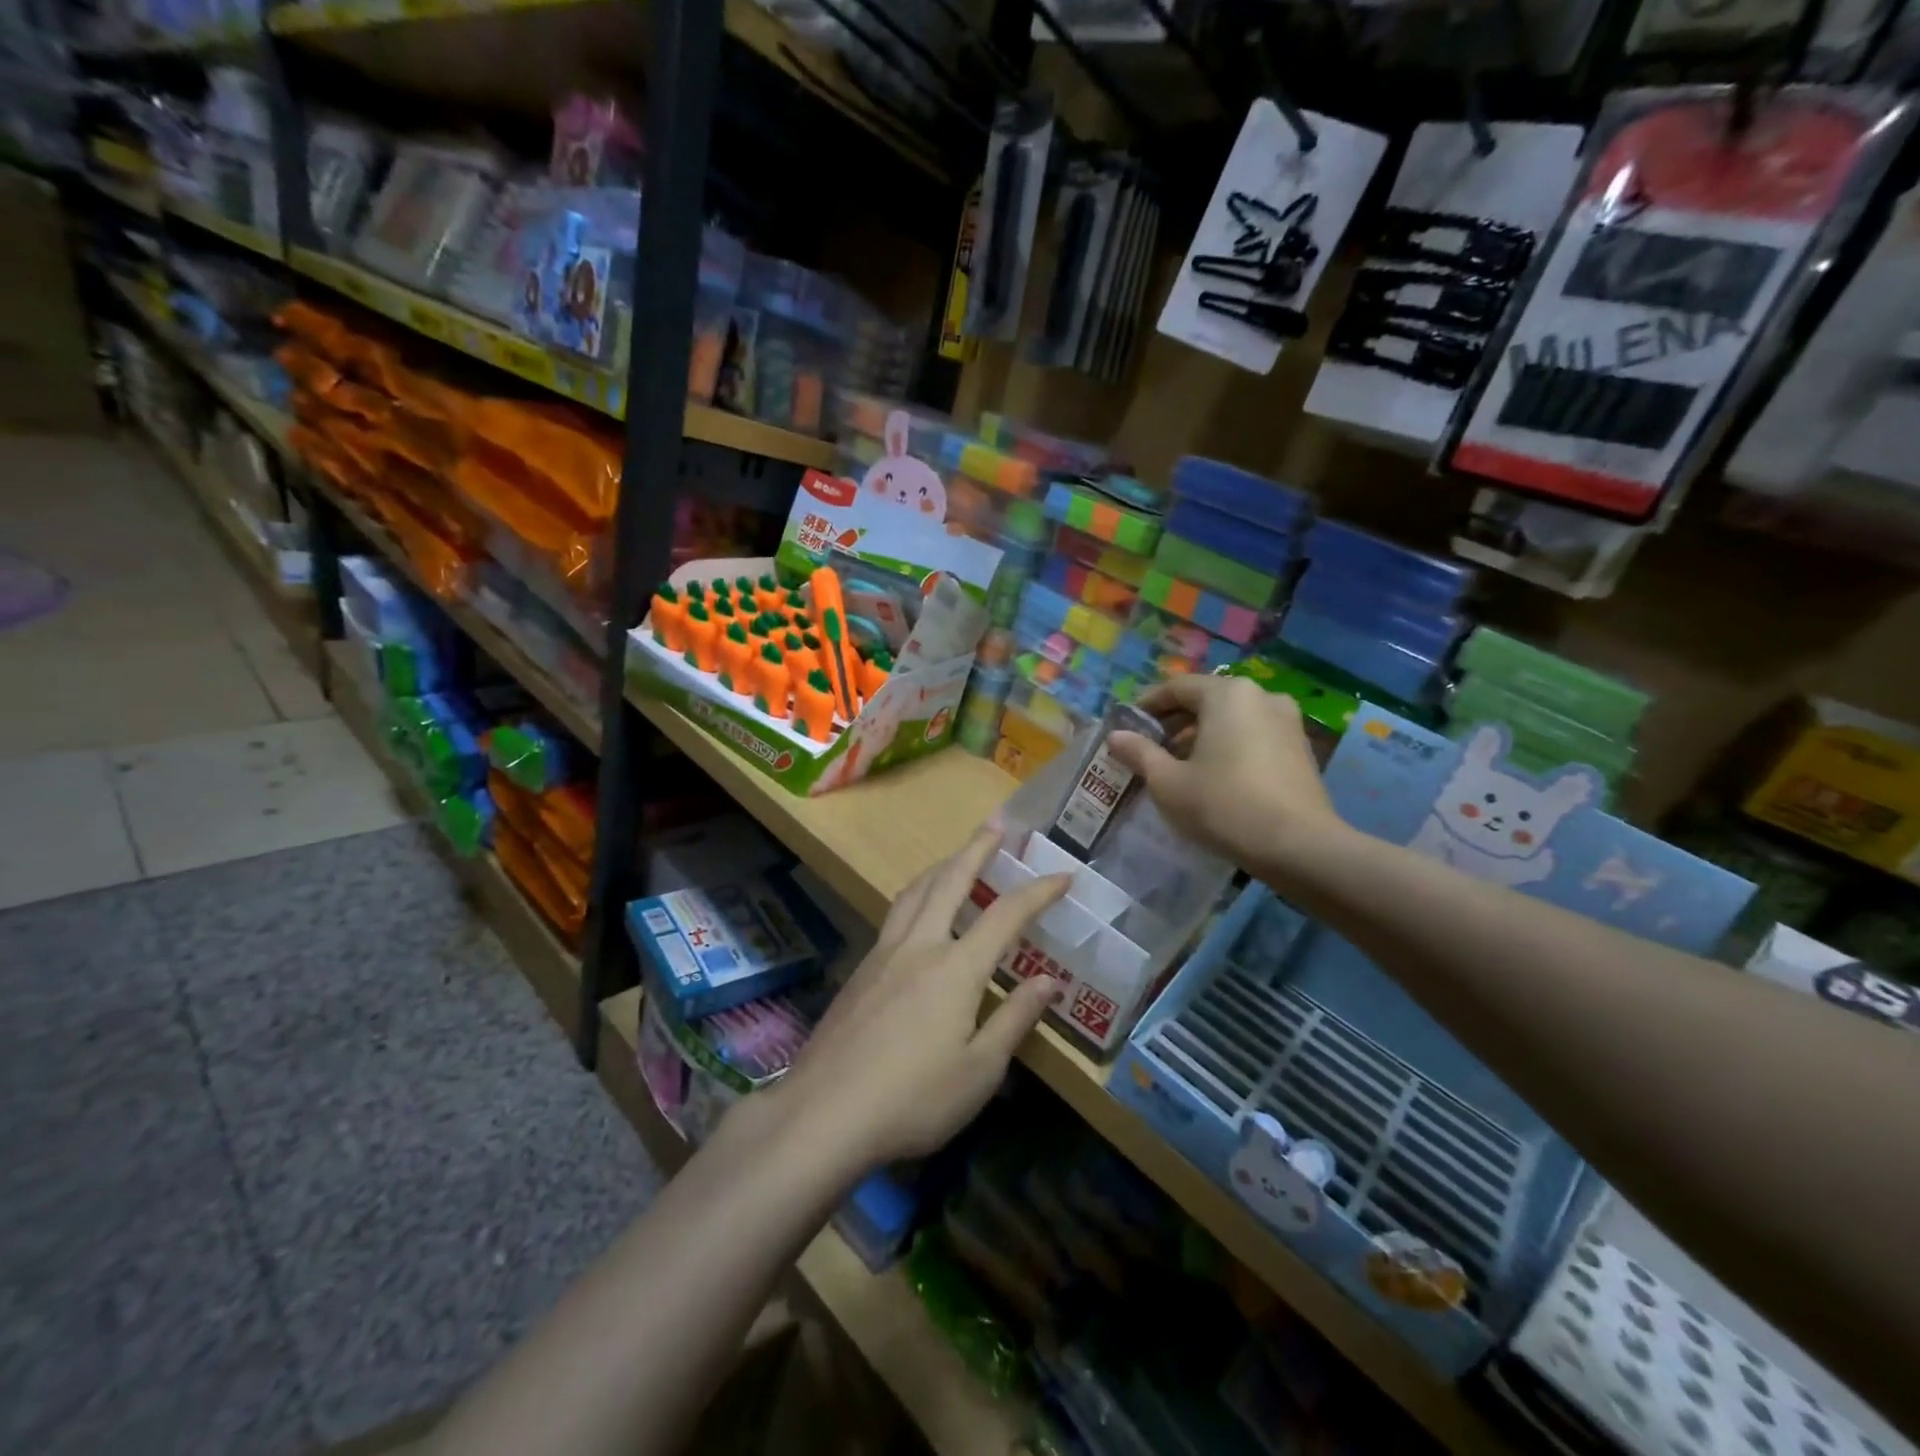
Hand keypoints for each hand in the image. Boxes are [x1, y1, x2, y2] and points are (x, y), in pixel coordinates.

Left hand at [766, 828, 1070, 1171]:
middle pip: (949, 881)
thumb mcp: (980, 1071)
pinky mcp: (860, 972)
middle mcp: (919, 946)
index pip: (1005, 915)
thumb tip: (1048, 980)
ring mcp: (883, 955)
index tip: (1062, 876)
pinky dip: (916, 896)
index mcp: (955, 967)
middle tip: (995, 824)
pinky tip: (917, 914)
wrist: (824, 1113)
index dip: (1038, 891)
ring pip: (914, 892)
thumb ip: (1015, 1019)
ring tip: (955, 857)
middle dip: (976, 849)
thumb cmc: (914, 1099)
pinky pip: (894, 915)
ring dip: (940, 867)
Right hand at [1108, 674, 1343, 879]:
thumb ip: (1140, 753)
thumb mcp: (1168, 782)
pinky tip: (1214, 776)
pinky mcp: (1301, 748)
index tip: (1127, 727)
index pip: (1176, 687)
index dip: (1147, 706)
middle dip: (1174, 722)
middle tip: (1149, 749)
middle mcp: (1261, 696)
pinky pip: (1253, 735)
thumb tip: (1116, 736)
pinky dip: (1229, 746)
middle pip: (1206, 700)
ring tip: (1178, 766)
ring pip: (1231, 719)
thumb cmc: (1224, 805)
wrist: (1299, 846)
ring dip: (1201, 736)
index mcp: (1227, 694)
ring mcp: (1287, 721)